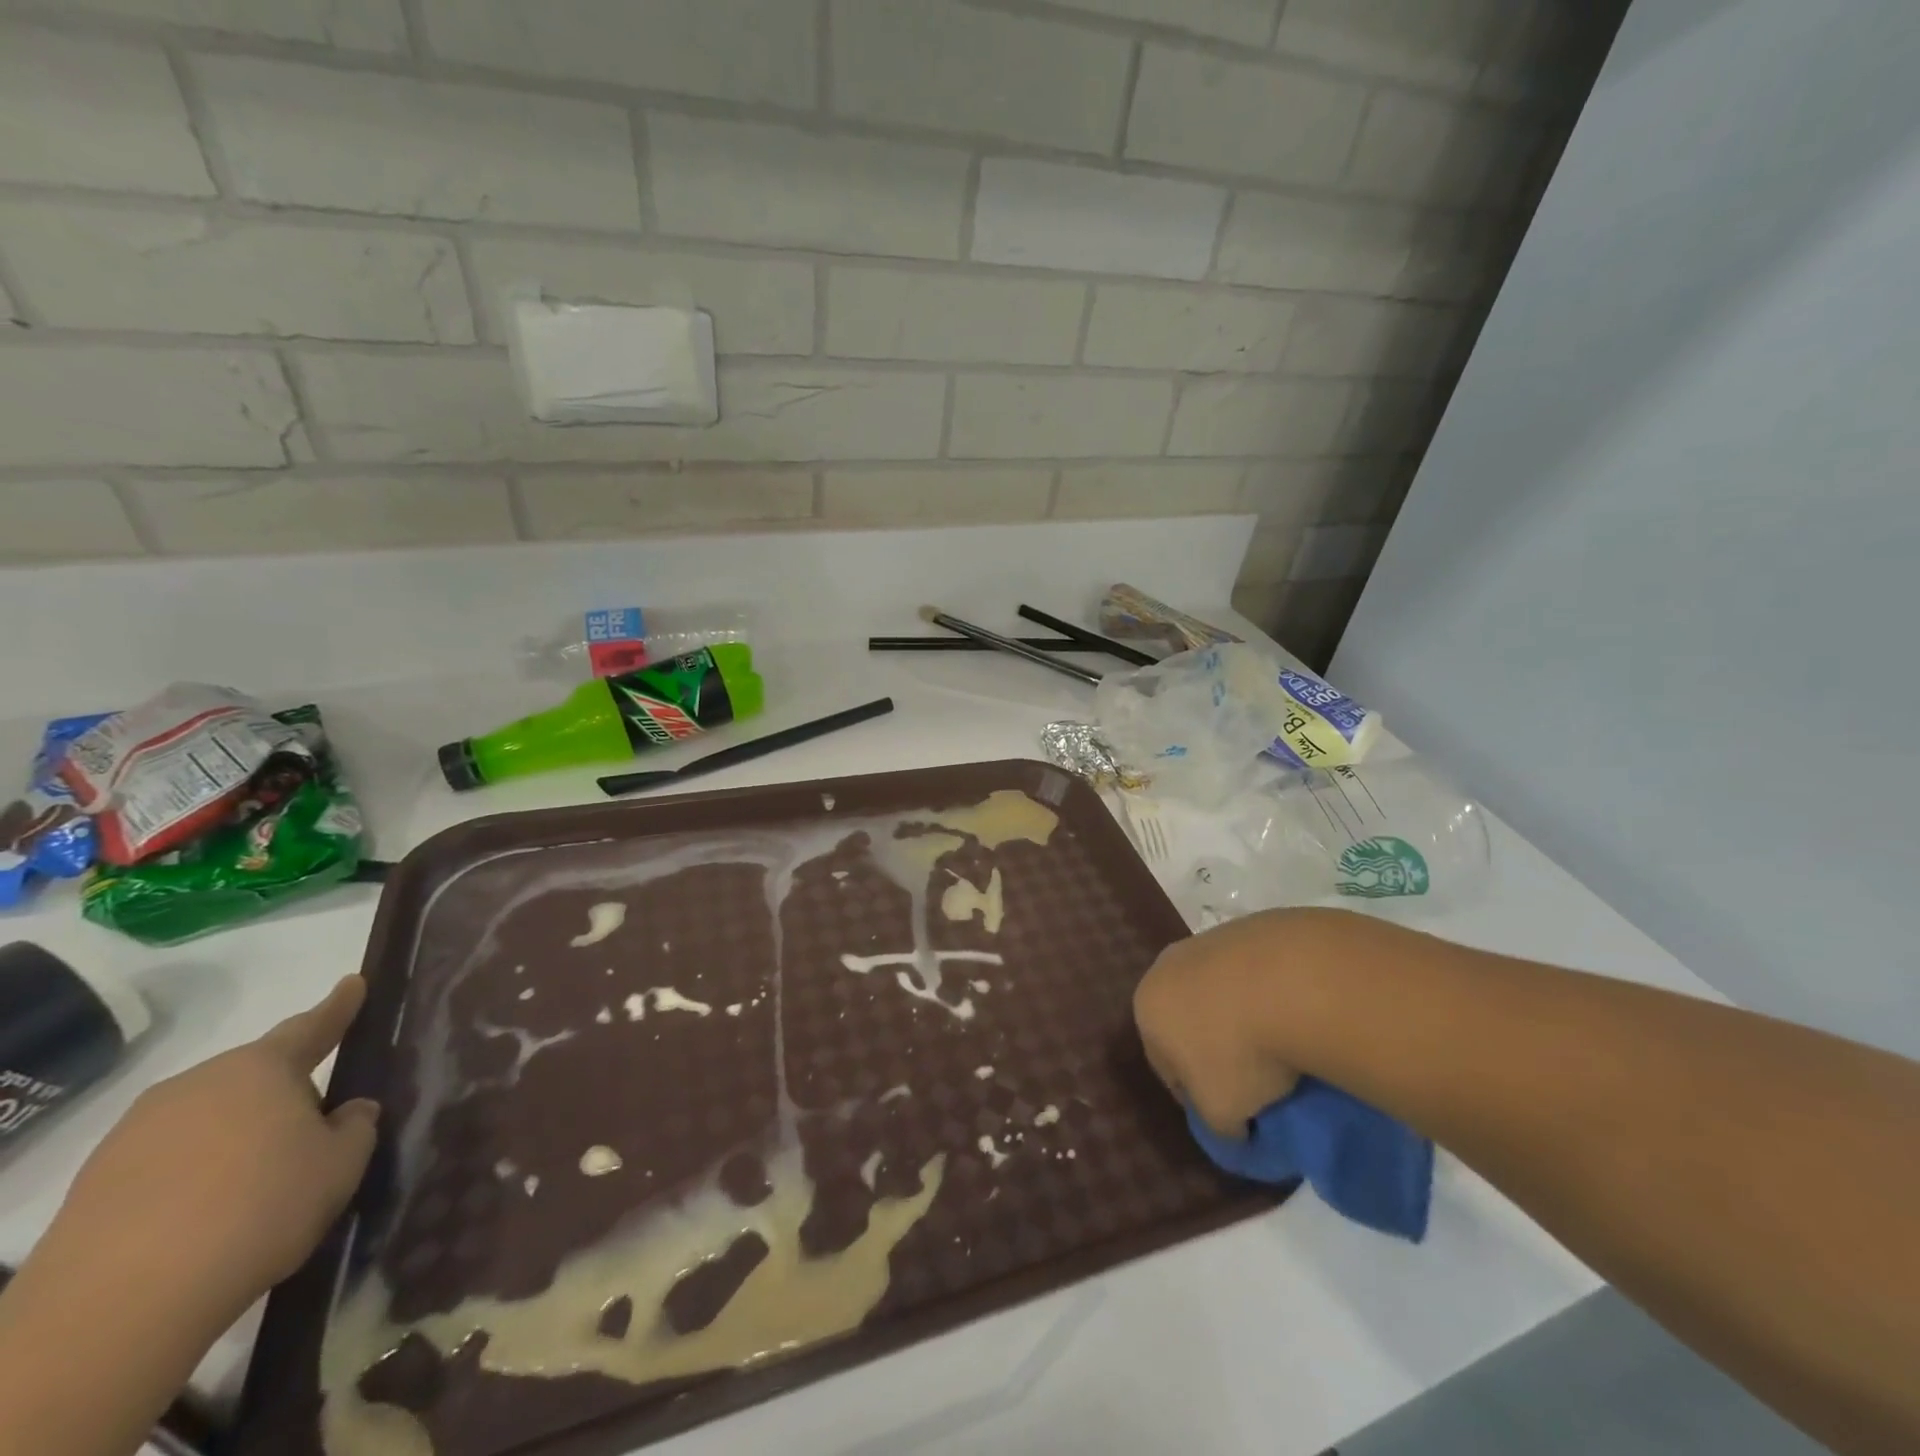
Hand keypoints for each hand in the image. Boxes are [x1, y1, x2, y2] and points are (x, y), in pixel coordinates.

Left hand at [49, 976, 378, 1327]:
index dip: (338, 1006)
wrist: (117, 1308)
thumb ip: (355, 1127)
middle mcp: (197, 1084)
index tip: (353, 983)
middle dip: (286, 1092)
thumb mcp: (340, 1165)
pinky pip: (168, 1161)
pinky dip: (197, 1174)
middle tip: (315, 1127)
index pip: (311, 1025)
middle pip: (255, 1076)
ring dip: (239, 1136)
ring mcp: (136, 1133)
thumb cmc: (259, 1209)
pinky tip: (212, 1215)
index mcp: (260, 1069)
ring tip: (262, 1183)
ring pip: (210, 1118)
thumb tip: (348, 1111)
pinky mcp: (96, 1184)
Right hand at [1134, 909, 1322, 1136]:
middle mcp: (1167, 966)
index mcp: (1147, 1007)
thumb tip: (1234, 1127)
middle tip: (1255, 1079)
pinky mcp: (1251, 926)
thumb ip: (1217, 1126)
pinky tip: (1298, 1013)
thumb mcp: (1222, 1113)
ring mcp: (1209, 940)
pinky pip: (1255, 973)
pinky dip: (1270, 993)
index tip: (1231, 1113)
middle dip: (1215, 1046)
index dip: (1196, 1095)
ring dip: (1243, 1016)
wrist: (1293, 982)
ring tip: (1284, 1046)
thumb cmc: (1239, 1053)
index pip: (1163, 1064)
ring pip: (1221, 992)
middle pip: (1188, 1019)